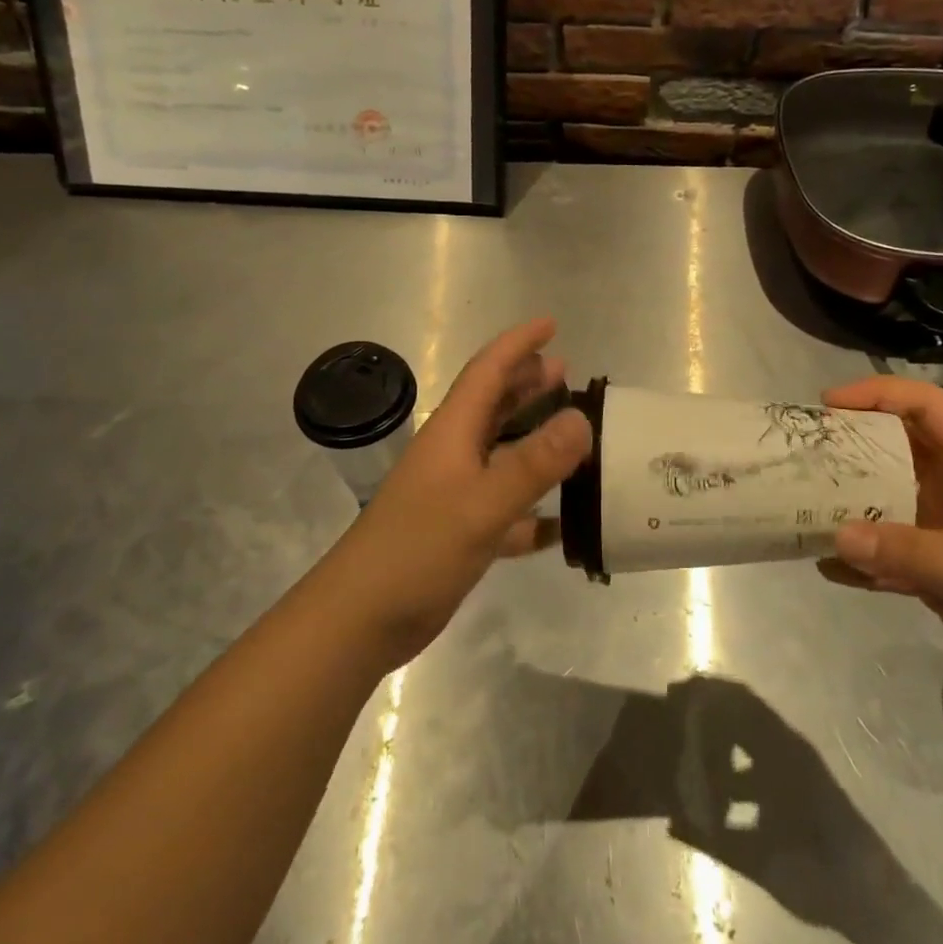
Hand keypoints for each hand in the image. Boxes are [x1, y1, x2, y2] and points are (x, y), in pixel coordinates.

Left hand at [322, 319, 592, 667]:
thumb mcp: (482, 503)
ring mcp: (456, 494)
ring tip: (574, 431)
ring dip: (535, 439)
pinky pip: (508, 509)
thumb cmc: (417, 549)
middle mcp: (454, 455)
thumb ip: (533, 463)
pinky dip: (535, 509)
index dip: (517, 344)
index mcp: (453, 432)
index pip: (488, 371)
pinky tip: (564, 521)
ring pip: (503, 454)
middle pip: (494, 405)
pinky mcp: (461, 533)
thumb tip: (581, 418)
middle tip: (567, 372)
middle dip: (527, 383)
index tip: (551, 325)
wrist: (361, 618)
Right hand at [819, 377, 942, 712]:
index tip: (828, 405)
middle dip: (848, 448)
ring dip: (847, 506)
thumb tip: (834, 536)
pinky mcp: (938, 574)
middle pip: (893, 450)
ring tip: (799, 506)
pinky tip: (827, 568)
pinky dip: (859, 561)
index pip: (922, 407)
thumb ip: (907, 551)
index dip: (876, 395)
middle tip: (800, 455)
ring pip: (884, 504)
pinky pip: (887, 557)